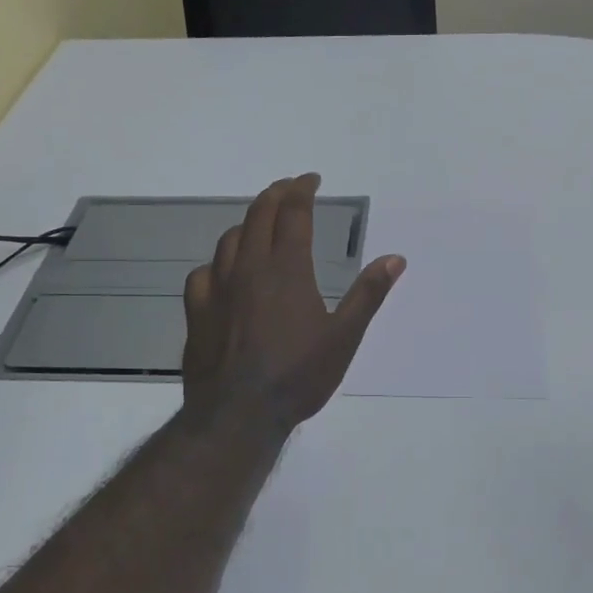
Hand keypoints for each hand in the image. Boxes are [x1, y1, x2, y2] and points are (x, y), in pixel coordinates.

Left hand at [182, 175, 405, 437]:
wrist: (238, 413)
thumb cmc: (298, 375)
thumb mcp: (344, 336)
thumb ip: (368, 294)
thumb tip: (395, 258)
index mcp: (287, 268)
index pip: (293, 213)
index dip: (302, 190)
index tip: (311, 179)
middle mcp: (249, 268)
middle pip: (258, 215)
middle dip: (274, 195)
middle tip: (288, 188)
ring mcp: (217, 288)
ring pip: (229, 239)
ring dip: (248, 223)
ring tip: (260, 223)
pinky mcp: (197, 311)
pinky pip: (204, 272)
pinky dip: (218, 262)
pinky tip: (223, 272)